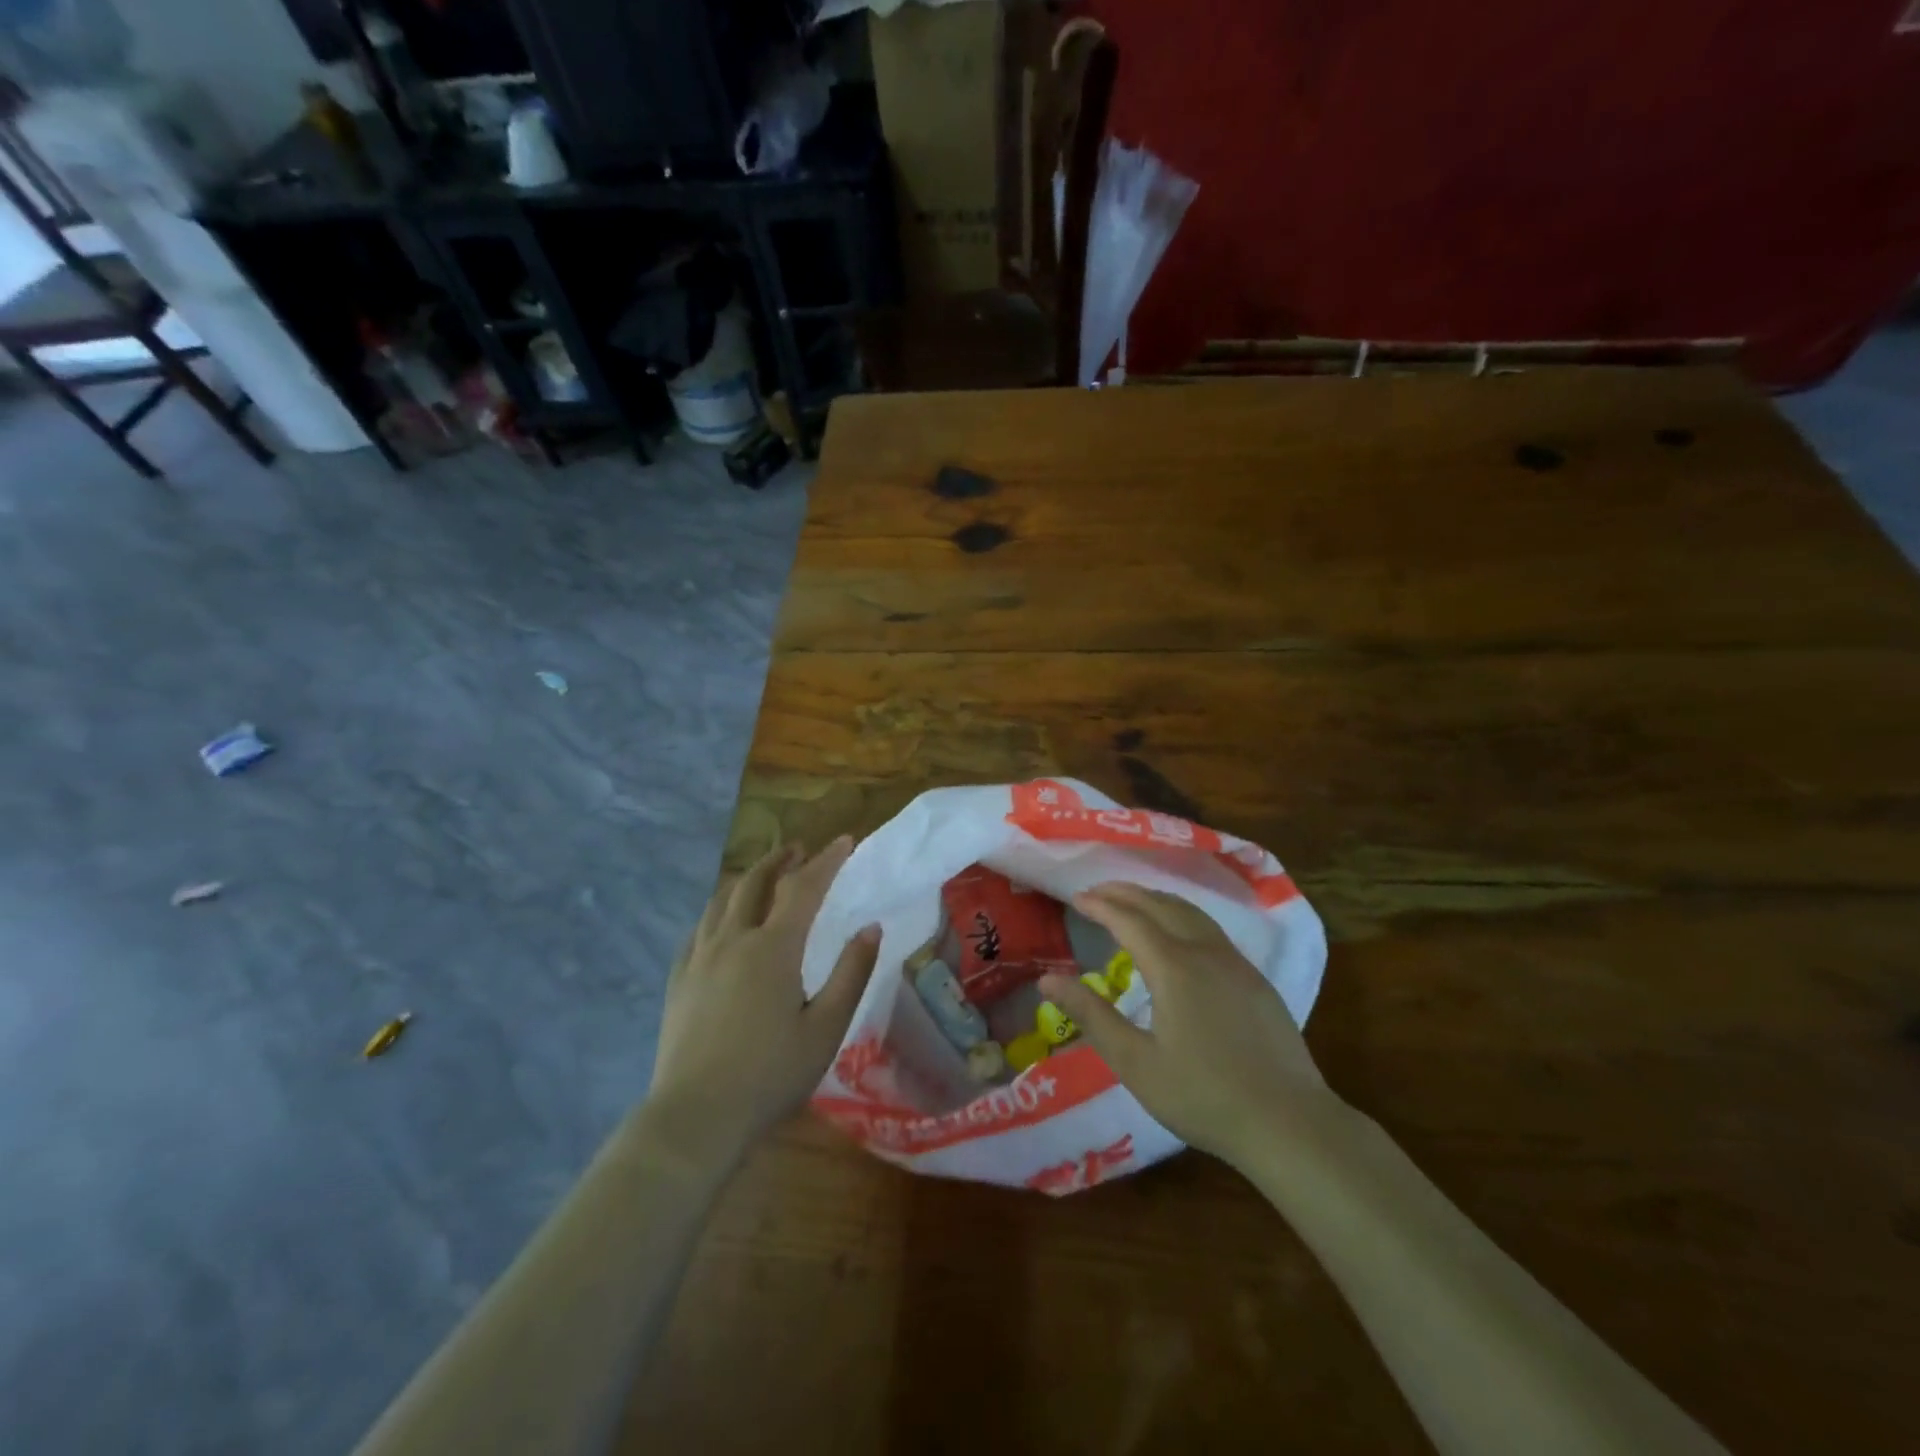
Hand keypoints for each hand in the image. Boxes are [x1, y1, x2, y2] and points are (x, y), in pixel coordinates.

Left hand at [648, 837, 879, 1155]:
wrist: (696, 1117)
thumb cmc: (771, 1073)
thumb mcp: (827, 1027)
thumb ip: (852, 972)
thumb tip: (870, 927)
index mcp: (773, 948)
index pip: (804, 887)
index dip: (826, 860)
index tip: (844, 841)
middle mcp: (733, 940)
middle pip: (756, 882)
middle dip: (780, 860)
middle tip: (798, 850)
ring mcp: (699, 958)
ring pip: (722, 900)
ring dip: (747, 879)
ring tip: (762, 875)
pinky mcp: (678, 980)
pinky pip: (699, 928)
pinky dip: (718, 911)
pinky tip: (721, 922)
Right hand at [1038, 882, 1336, 1168]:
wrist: (1288, 1122)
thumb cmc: (1202, 1096)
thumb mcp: (1135, 1062)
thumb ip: (1091, 1015)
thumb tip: (1048, 979)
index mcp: (1173, 967)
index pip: (1128, 920)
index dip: (1100, 905)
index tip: (1077, 898)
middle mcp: (1205, 952)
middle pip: (1161, 905)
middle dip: (1126, 893)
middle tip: (1098, 891)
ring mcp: (1235, 963)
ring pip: (1190, 912)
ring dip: (1156, 900)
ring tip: (1133, 902)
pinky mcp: (1254, 979)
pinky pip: (1210, 929)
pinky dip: (1182, 916)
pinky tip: (1179, 934)